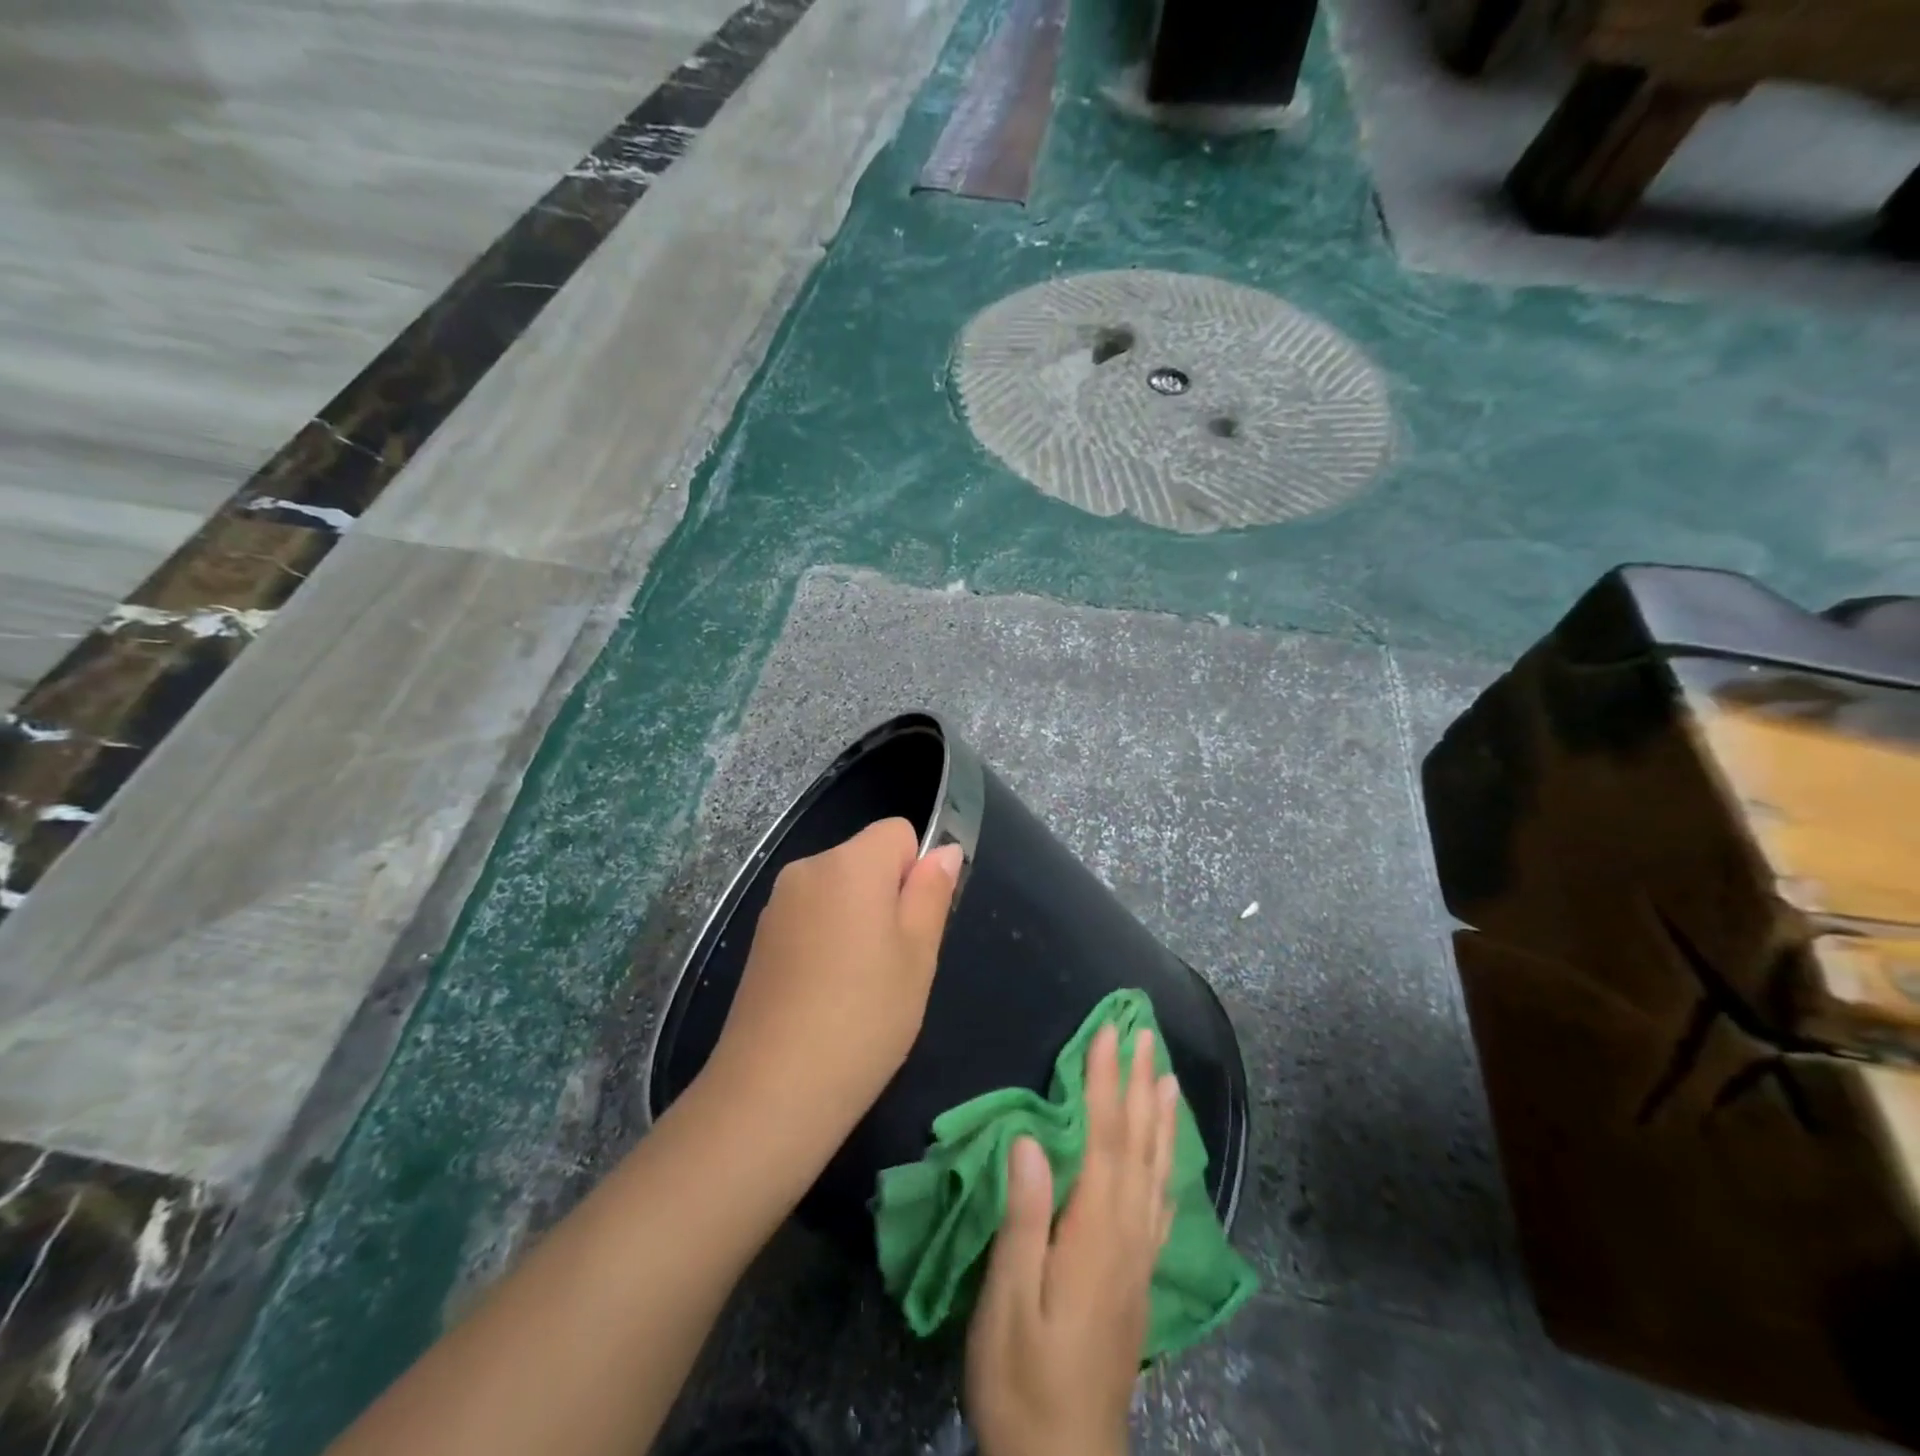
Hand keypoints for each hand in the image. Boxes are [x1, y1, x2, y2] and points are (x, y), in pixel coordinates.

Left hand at [702, 817, 961, 1154]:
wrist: (773, 1090)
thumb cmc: (864, 1017)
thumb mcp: (918, 955)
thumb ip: (932, 893)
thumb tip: (946, 850)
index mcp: (850, 863)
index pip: (898, 832)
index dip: (917, 870)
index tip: (915, 924)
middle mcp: (807, 869)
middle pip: (864, 859)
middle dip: (887, 895)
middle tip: (896, 961)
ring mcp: (777, 904)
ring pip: (838, 891)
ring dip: (858, 919)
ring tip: (862, 985)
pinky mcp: (760, 939)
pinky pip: (810, 917)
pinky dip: (827, 940)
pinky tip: (827, 994)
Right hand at [966, 1025, 1178, 1455]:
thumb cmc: (1022, 1378)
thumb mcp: (1009, 1300)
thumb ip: (1024, 1217)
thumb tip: (1031, 1139)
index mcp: (1095, 1232)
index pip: (1104, 1138)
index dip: (1105, 1081)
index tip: (1107, 1032)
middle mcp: (1127, 1235)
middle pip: (1138, 1145)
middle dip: (1139, 1084)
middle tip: (1145, 1034)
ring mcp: (1138, 1258)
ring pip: (1156, 1171)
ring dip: (1159, 1117)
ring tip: (1166, 1075)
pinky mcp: (1138, 1279)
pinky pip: (1160, 1205)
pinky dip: (1166, 1167)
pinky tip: (1168, 1156)